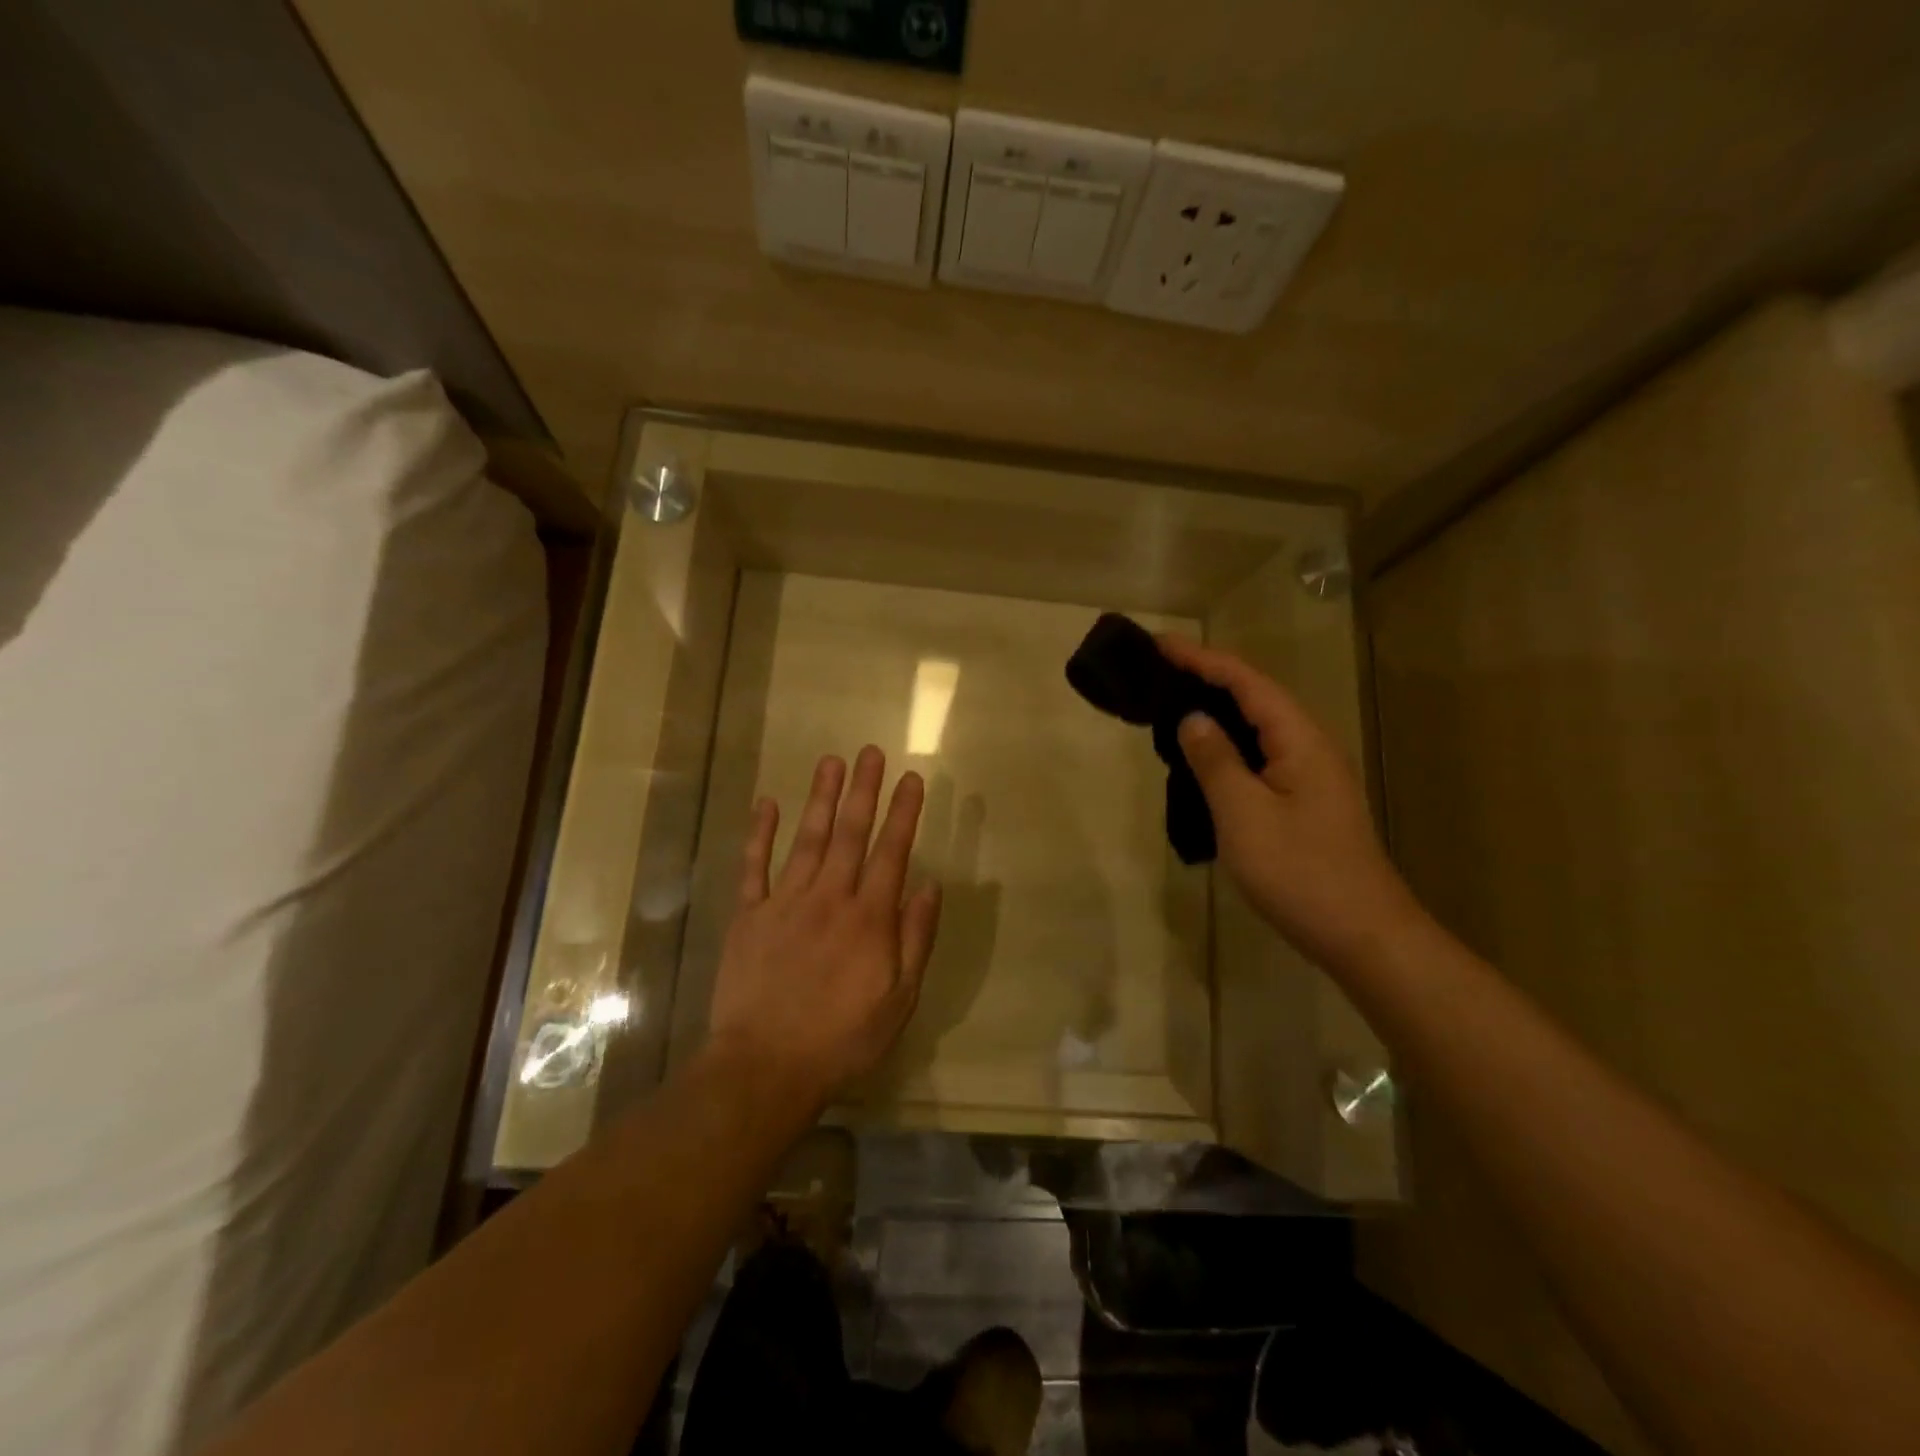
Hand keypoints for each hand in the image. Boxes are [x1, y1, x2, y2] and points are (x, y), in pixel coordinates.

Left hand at [707, 746, 943, 1110]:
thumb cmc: (843, 1039)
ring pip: (808, 839)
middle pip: (851, 833)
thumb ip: (916, 937)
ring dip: (821, 798)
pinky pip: (754, 866)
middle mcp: (830, 897)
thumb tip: (929, 884)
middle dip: (864, 790)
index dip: (903, 812)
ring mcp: (785, 902)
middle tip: (871, 751)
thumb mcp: (899, 999)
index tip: (912, 777)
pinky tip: (766, 803)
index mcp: (869, 918)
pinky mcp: (749, 916)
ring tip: (831, 762)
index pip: (892, 851)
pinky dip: (759, 833)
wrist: (766, 1067)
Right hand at [1159, 634, 1420, 971]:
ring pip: (1258, 728)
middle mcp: (1309, 746)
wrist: (1361, 934)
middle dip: (1207, 678)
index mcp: (1299, 739)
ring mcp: (1310, 775)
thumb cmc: (1300, 871)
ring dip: (1216, 711)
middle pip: (1255, 697)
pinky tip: (1203, 758)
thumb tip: (1193, 719)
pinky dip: (1227, 745)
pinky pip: (1260, 756)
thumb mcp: (1244, 813)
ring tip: (1170, 706)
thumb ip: (1215, 760)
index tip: (1159, 646)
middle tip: (1157, 673)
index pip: (1246, 681)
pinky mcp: (1304, 801)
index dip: (1202, 659)